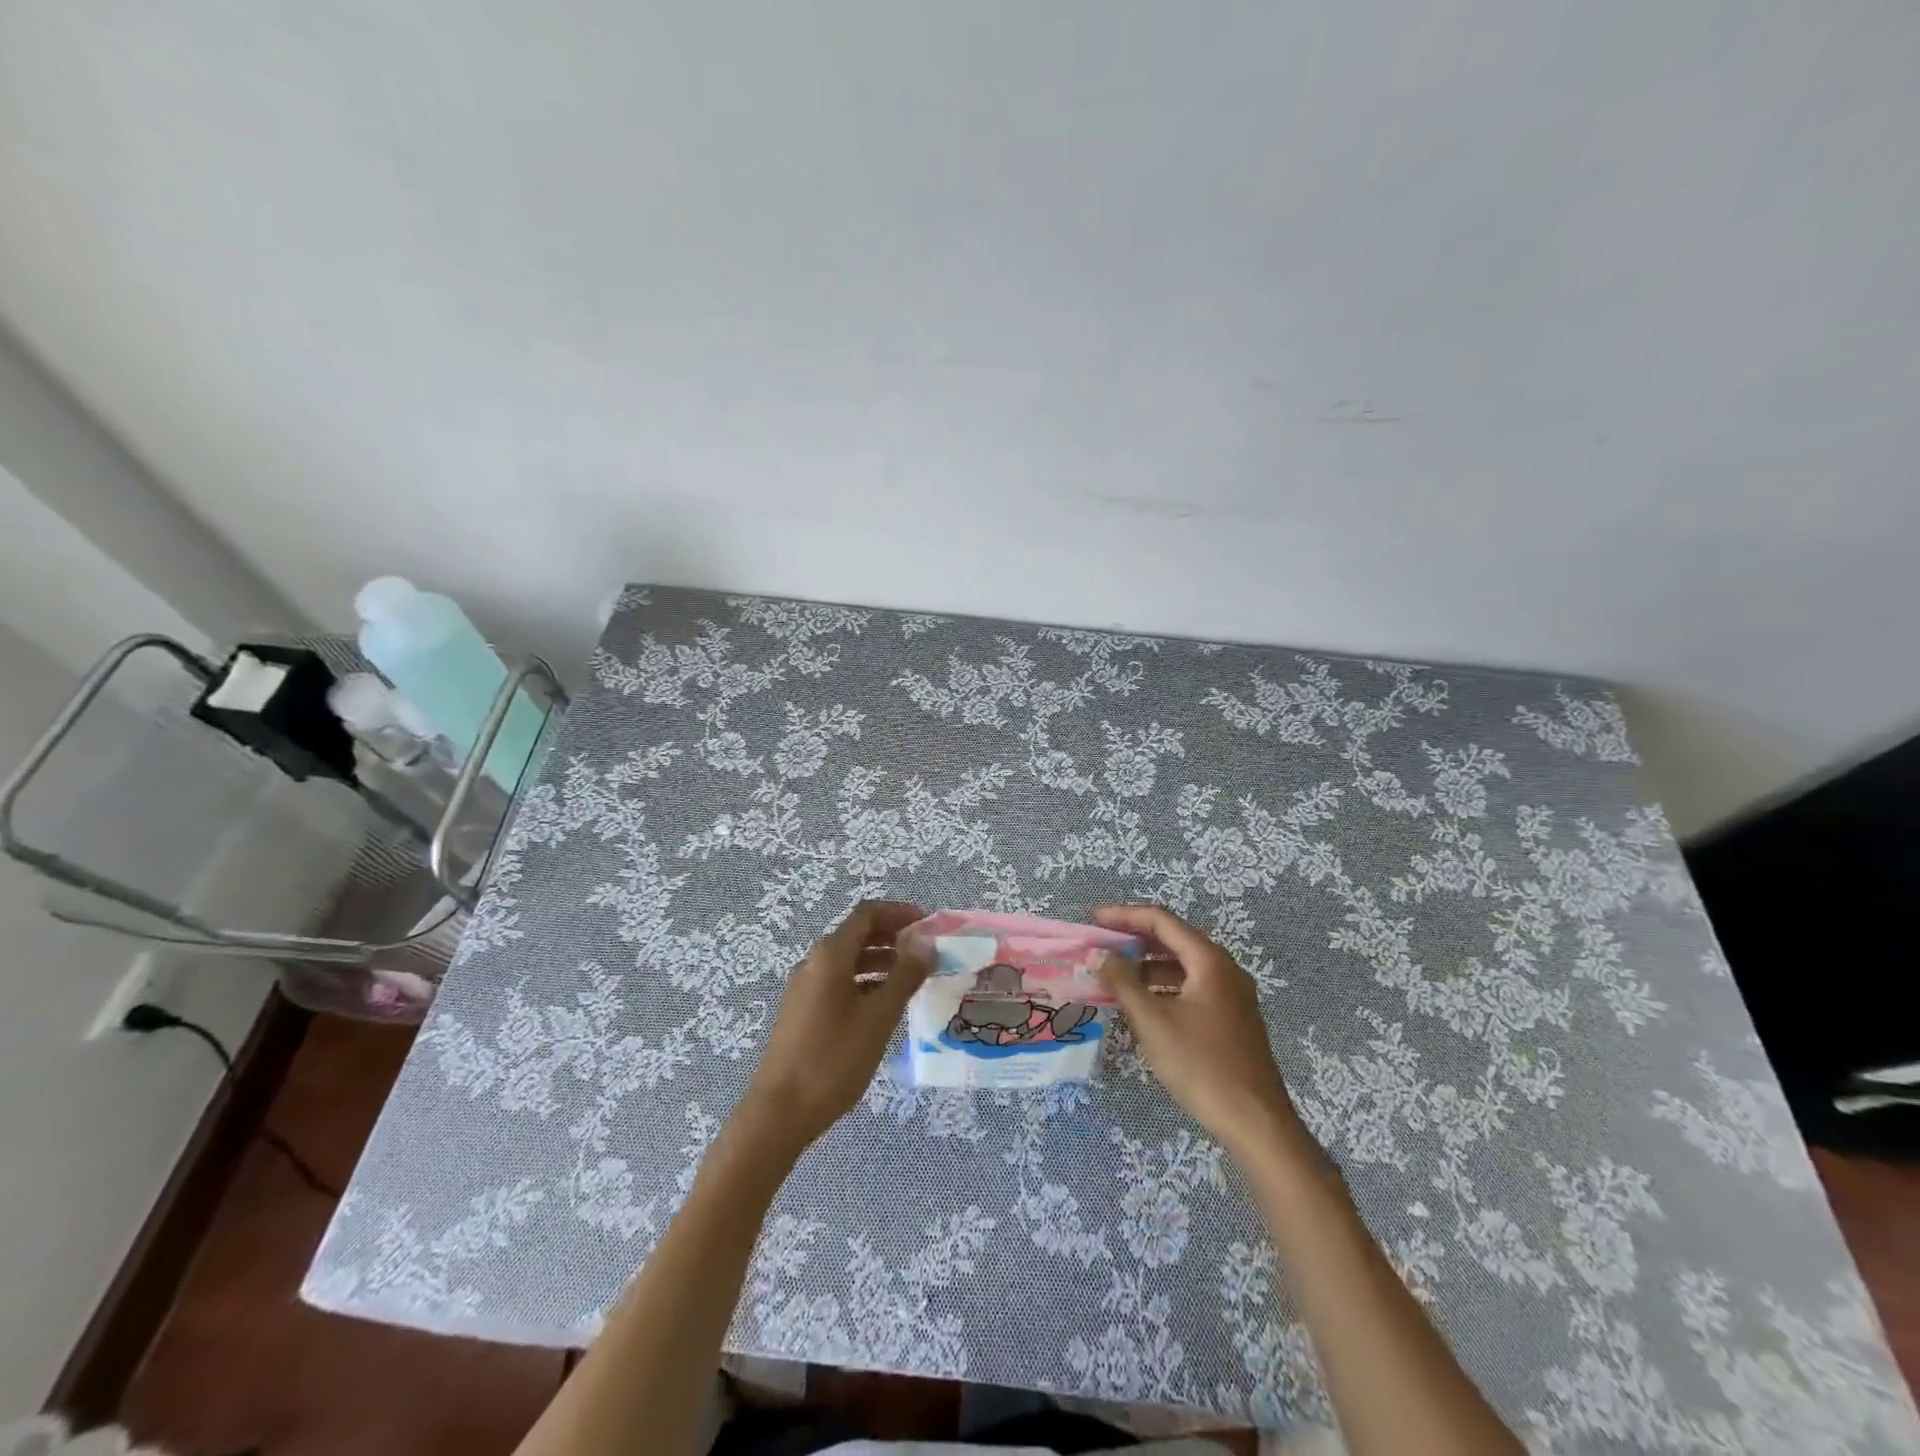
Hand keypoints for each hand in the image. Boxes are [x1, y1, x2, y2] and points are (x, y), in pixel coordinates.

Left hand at [731, 900, 930, 1157]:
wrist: (779, 1113)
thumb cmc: (833, 1059)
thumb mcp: (878, 1017)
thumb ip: (905, 976)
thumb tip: (926, 945)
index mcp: (830, 955)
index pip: (867, 914)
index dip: (899, 913)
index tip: (928, 925)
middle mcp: (814, 963)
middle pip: (857, 934)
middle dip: (893, 936)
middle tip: (926, 951)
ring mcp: (805, 988)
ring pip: (848, 960)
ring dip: (881, 960)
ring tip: (913, 978)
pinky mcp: (802, 1011)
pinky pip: (839, 982)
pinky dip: (866, 981)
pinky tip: (884, 1005)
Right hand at [1095, 904, 1306, 1156]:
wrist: (1256, 1123)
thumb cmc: (1201, 1065)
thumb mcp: (1153, 1021)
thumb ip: (1122, 982)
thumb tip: (1098, 955)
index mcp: (1209, 961)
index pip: (1161, 920)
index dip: (1124, 916)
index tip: (1092, 920)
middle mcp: (1224, 969)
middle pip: (1173, 939)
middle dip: (1133, 939)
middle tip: (1099, 945)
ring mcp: (1230, 995)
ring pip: (1181, 965)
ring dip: (1146, 965)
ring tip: (1113, 974)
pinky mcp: (1230, 1018)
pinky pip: (1190, 987)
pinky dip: (1162, 986)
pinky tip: (1141, 1004)